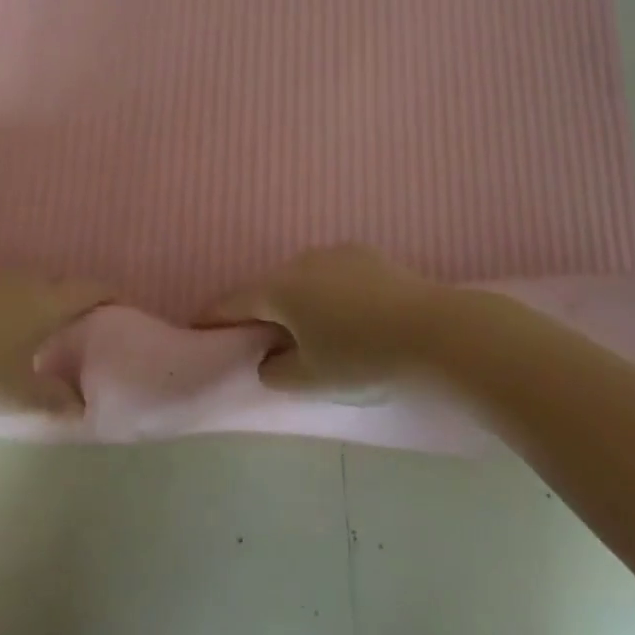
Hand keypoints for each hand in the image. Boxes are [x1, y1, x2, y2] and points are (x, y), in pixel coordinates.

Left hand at [0, 271, 110, 415]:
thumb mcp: (16, 394)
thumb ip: (52, 399)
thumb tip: (79, 404)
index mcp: (46, 301)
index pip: (90, 289)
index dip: (108, 295)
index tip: (119, 306)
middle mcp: (24, 278)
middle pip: (57, 284)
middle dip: (68, 302)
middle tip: (72, 329)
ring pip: (24, 284)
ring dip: (33, 301)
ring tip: (28, 331)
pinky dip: (2, 303)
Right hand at [201, 245, 442, 399]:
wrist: (437, 332)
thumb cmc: (363, 359)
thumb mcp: (312, 380)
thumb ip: (277, 372)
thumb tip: (268, 360)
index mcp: (280, 289)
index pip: (234, 302)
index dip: (214, 316)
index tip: (197, 324)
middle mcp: (302, 261)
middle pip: (270, 287)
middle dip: (261, 311)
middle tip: (261, 338)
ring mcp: (337, 254)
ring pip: (303, 279)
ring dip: (298, 302)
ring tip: (310, 330)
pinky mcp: (368, 256)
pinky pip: (333, 275)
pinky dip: (328, 294)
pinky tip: (349, 317)